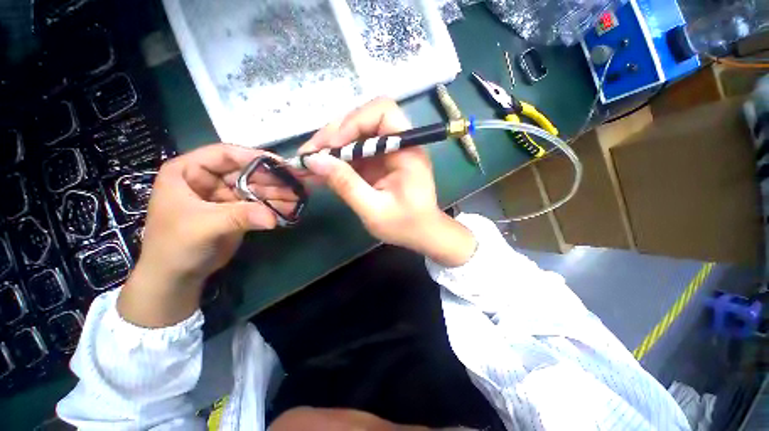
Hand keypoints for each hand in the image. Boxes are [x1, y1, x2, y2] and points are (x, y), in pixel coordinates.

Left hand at [119, 144, 296, 326]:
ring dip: (278, 193)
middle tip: (298, 184)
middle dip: (273, 179)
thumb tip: (273, 218)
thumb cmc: (176, 245)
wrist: (177, 276)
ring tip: (299, 198)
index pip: (225, 154)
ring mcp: (225, 195)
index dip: (254, 157)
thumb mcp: (204, 226)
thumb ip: (239, 217)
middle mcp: (209, 179)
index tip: (281, 165)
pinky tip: (291, 209)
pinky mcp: (238, 210)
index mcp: (189, 171)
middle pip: (247, 171)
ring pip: (257, 188)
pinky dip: (275, 206)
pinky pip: (260, 203)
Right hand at [300, 97, 475, 266]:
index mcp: (407, 151)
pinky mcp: (379, 162)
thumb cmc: (404, 225)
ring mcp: (388, 152)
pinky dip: (337, 159)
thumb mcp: (374, 210)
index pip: (382, 112)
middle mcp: (399, 144)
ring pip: (355, 135)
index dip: (353, 122)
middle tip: (310, 154)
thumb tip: (314, 160)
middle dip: (334, 135)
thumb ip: (346, 185)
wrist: (421, 233)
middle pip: (364, 120)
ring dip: (331, 147)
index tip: (332, 146)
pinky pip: (355, 152)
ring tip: (308, 163)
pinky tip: (320, 171)